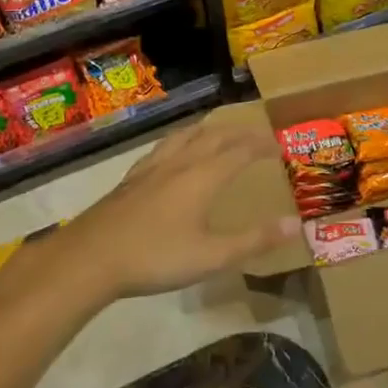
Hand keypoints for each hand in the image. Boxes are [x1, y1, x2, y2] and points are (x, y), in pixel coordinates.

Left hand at [33, 118, 299, 300]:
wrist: (90, 258)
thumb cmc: (156, 257)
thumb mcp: (213, 256)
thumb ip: (255, 240)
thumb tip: (297, 225)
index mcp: (203, 177)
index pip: (241, 150)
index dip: (262, 145)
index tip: (280, 144)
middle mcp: (180, 163)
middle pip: (214, 136)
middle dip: (239, 132)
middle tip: (256, 135)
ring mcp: (152, 168)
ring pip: (186, 136)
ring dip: (208, 130)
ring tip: (219, 130)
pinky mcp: (131, 178)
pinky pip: (163, 147)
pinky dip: (180, 141)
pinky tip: (173, 152)